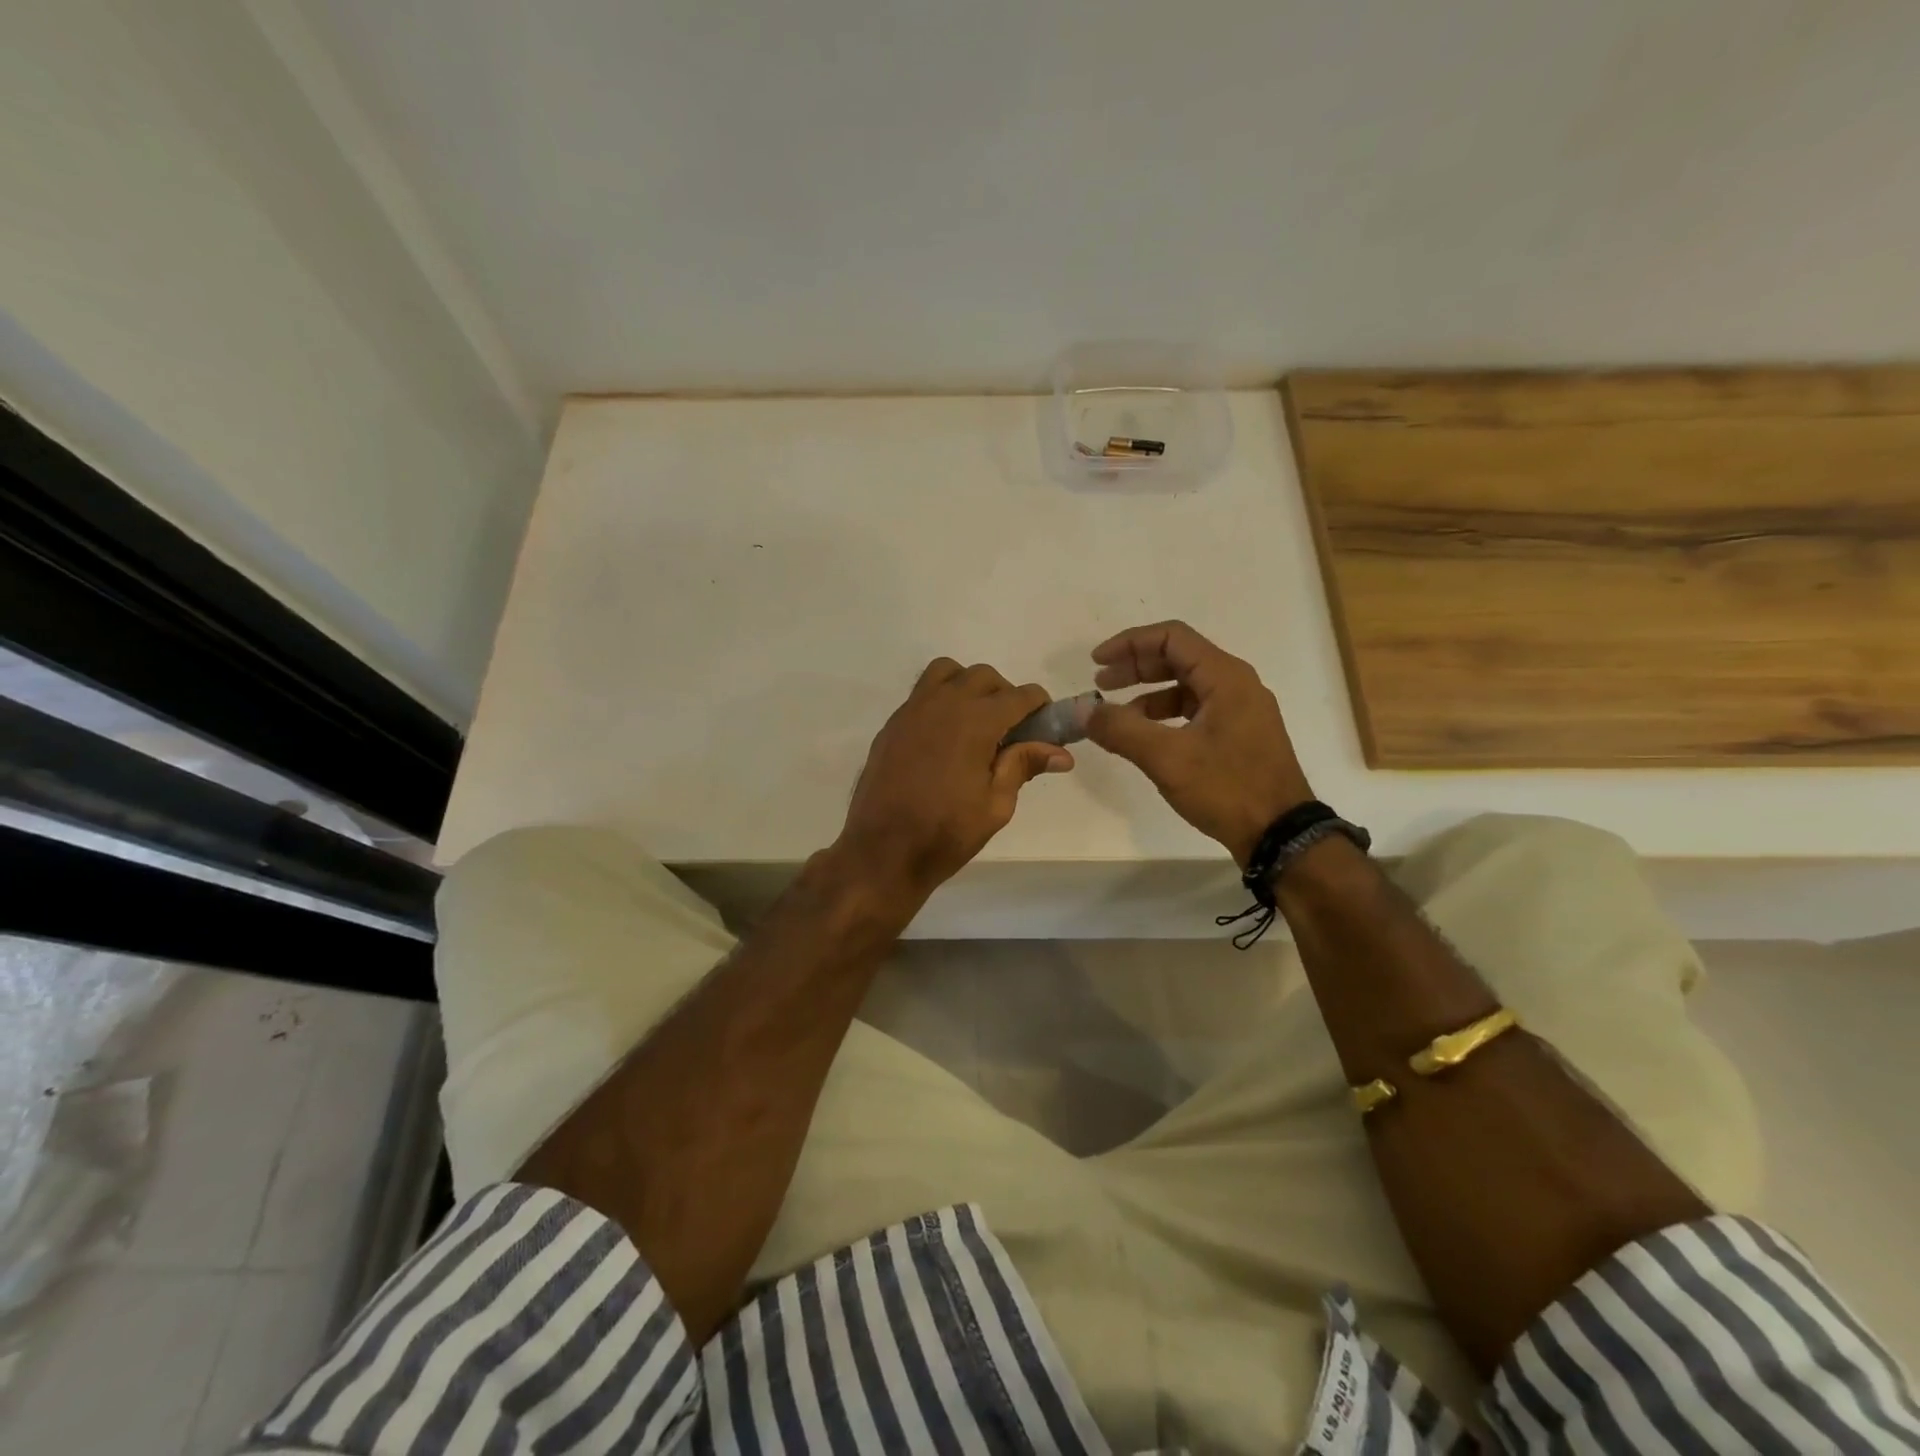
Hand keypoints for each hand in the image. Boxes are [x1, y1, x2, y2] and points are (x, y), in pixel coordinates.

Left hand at [831, 659, 1072, 908]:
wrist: (882, 850)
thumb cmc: (945, 832)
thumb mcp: (996, 805)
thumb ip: (1023, 766)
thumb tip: (1061, 753)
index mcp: (976, 721)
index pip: (1019, 696)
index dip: (1039, 706)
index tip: (1045, 724)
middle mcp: (944, 704)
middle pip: (984, 677)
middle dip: (1004, 694)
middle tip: (1011, 730)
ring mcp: (912, 710)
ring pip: (947, 673)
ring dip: (968, 686)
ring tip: (975, 722)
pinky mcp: (892, 724)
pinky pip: (922, 693)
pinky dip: (941, 700)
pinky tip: (944, 738)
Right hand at [1084, 621, 1313, 865]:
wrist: (1280, 835)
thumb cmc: (1227, 788)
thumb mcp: (1167, 758)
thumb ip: (1121, 729)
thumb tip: (1083, 710)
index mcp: (1225, 677)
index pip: (1171, 638)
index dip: (1130, 643)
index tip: (1097, 662)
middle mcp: (1236, 685)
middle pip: (1178, 658)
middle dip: (1135, 667)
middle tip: (1100, 684)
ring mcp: (1240, 710)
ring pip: (1185, 686)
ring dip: (1147, 693)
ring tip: (1115, 715)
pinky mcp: (1239, 735)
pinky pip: (1195, 710)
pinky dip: (1164, 715)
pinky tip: (1144, 737)